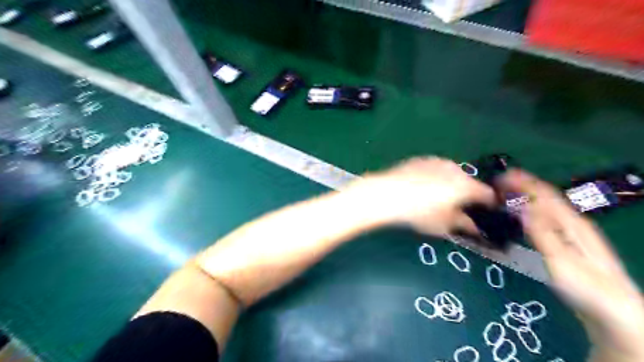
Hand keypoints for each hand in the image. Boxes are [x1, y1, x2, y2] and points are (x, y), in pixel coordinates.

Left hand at [351, 157, 493, 236]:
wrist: (388, 193)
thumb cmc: (419, 212)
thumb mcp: (443, 224)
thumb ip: (463, 224)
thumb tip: (474, 227)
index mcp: (466, 185)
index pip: (487, 194)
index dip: (488, 205)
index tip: (484, 213)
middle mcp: (455, 168)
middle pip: (468, 182)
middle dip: (466, 194)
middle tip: (455, 208)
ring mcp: (436, 161)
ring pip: (450, 174)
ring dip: (449, 184)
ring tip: (434, 198)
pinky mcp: (420, 159)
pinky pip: (434, 169)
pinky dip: (434, 178)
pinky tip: (420, 188)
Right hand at [497, 170, 643, 358]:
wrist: (615, 312)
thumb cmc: (585, 287)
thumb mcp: (559, 259)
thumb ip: (540, 232)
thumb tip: (521, 206)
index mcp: (571, 223)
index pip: (544, 193)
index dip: (523, 182)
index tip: (500, 177)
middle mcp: (573, 222)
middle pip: (546, 196)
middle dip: (523, 186)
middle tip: (498, 184)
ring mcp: (573, 233)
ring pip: (546, 206)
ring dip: (526, 196)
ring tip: (506, 195)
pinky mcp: (569, 243)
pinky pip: (546, 218)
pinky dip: (531, 210)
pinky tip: (523, 216)